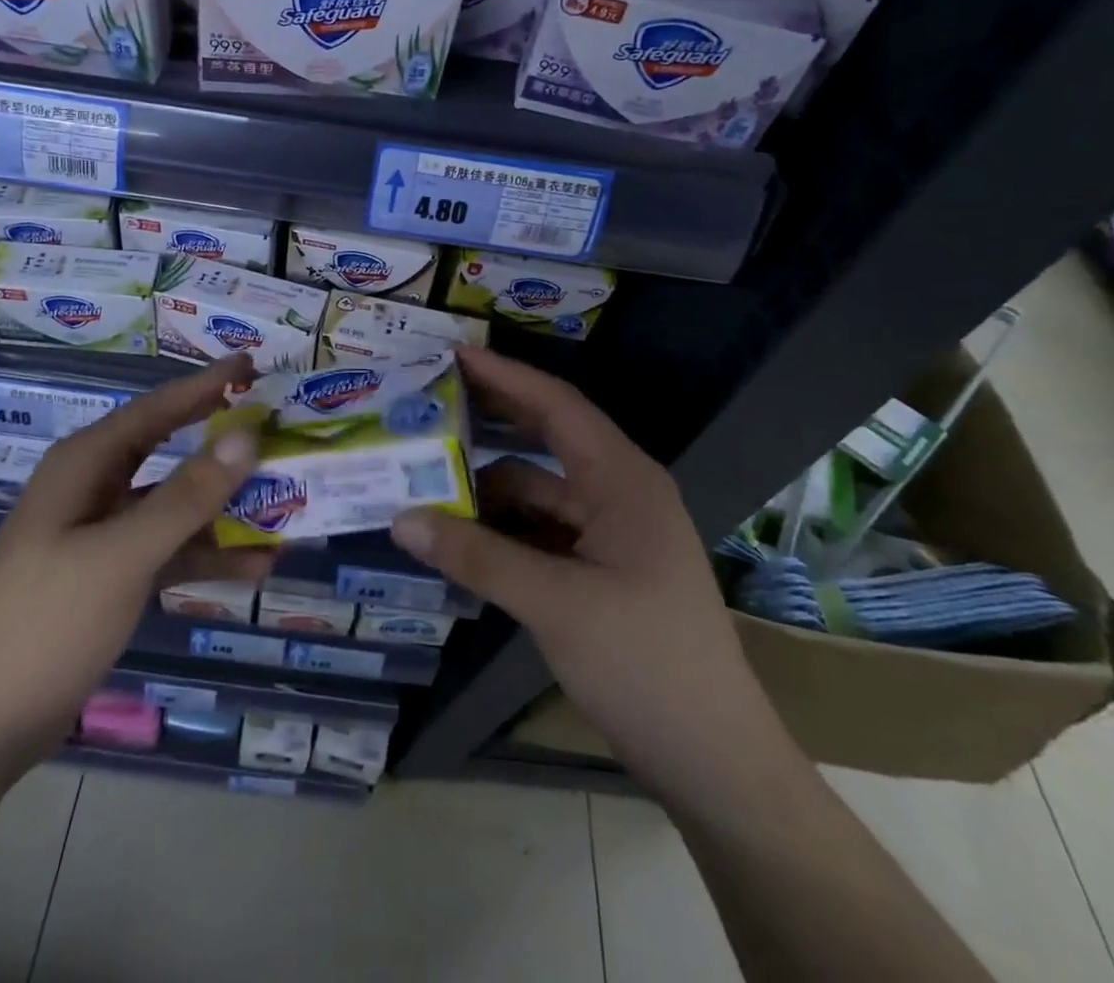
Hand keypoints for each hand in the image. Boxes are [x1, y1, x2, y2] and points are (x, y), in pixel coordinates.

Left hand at [0, 355, 273, 747]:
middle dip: (222, 443)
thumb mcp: (122, 555)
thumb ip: (186, 496)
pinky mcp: (112, 576)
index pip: (156, 409)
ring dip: (225, 508)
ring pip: (175, 505)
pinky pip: (170, 550)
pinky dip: (208, 554)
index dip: (206, 386)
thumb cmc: (46, 622)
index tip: (252, 365)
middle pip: (169, 451)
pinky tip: (257, 566)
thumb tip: (246, 436)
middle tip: (277, 428)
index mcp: (84, 465)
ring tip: (286, 504)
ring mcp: (103, 534)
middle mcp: (94, 488)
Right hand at [390, 345, 794, 810]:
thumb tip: (401, 519)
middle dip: (492, 418)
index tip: (452, 354)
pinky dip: (502, 525)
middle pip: (547, 437)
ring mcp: (610, 532)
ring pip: (538, 489)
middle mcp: (618, 492)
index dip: (504, 376)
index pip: (557, 405)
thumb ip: (476, 556)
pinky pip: (541, 528)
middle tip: (431, 398)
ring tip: (427, 471)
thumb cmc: (645, 663)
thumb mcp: (554, 603)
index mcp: (623, 480)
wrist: (712, 759)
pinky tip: (459, 530)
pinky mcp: (600, 568)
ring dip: (488, 483)